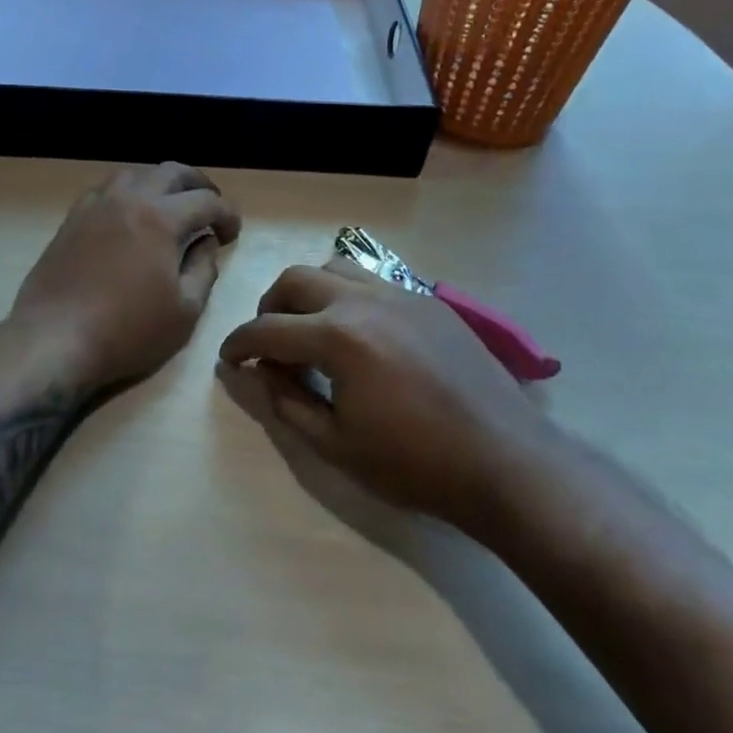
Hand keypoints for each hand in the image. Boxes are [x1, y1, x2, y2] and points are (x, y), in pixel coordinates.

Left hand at [13, 163, 241, 394]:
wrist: (54, 339)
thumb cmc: (127, 331)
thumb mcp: (184, 311)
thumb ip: (203, 269)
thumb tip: (206, 242)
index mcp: (160, 218)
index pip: (206, 201)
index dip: (227, 214)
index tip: (233, 232)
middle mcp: (128, 198)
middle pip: (171, 172)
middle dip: (199, 184)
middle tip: (210, 207)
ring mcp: (95, 205)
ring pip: (135, 173)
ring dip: (161, 183)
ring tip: (171, 205)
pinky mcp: (72, 219)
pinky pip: (106, 189)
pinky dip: (129, 192)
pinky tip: (130, 215)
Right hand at [219, 260, 550, 532]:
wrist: (503, 461)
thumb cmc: (414, 463)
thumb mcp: (336, 445)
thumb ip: (288, 403)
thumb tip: (261, 374)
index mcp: (337, 337)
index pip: (268, 329)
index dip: (240, 344)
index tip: (229, 359)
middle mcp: (363, 300)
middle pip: (296, 280)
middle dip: (270, 307)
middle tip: (268, 342)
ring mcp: (400, 294)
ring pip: (335, 268)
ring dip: (309, 292)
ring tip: (310, 328)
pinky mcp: (428, 301)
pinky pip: (374, 280)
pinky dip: (348, 296)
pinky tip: (359, 333)